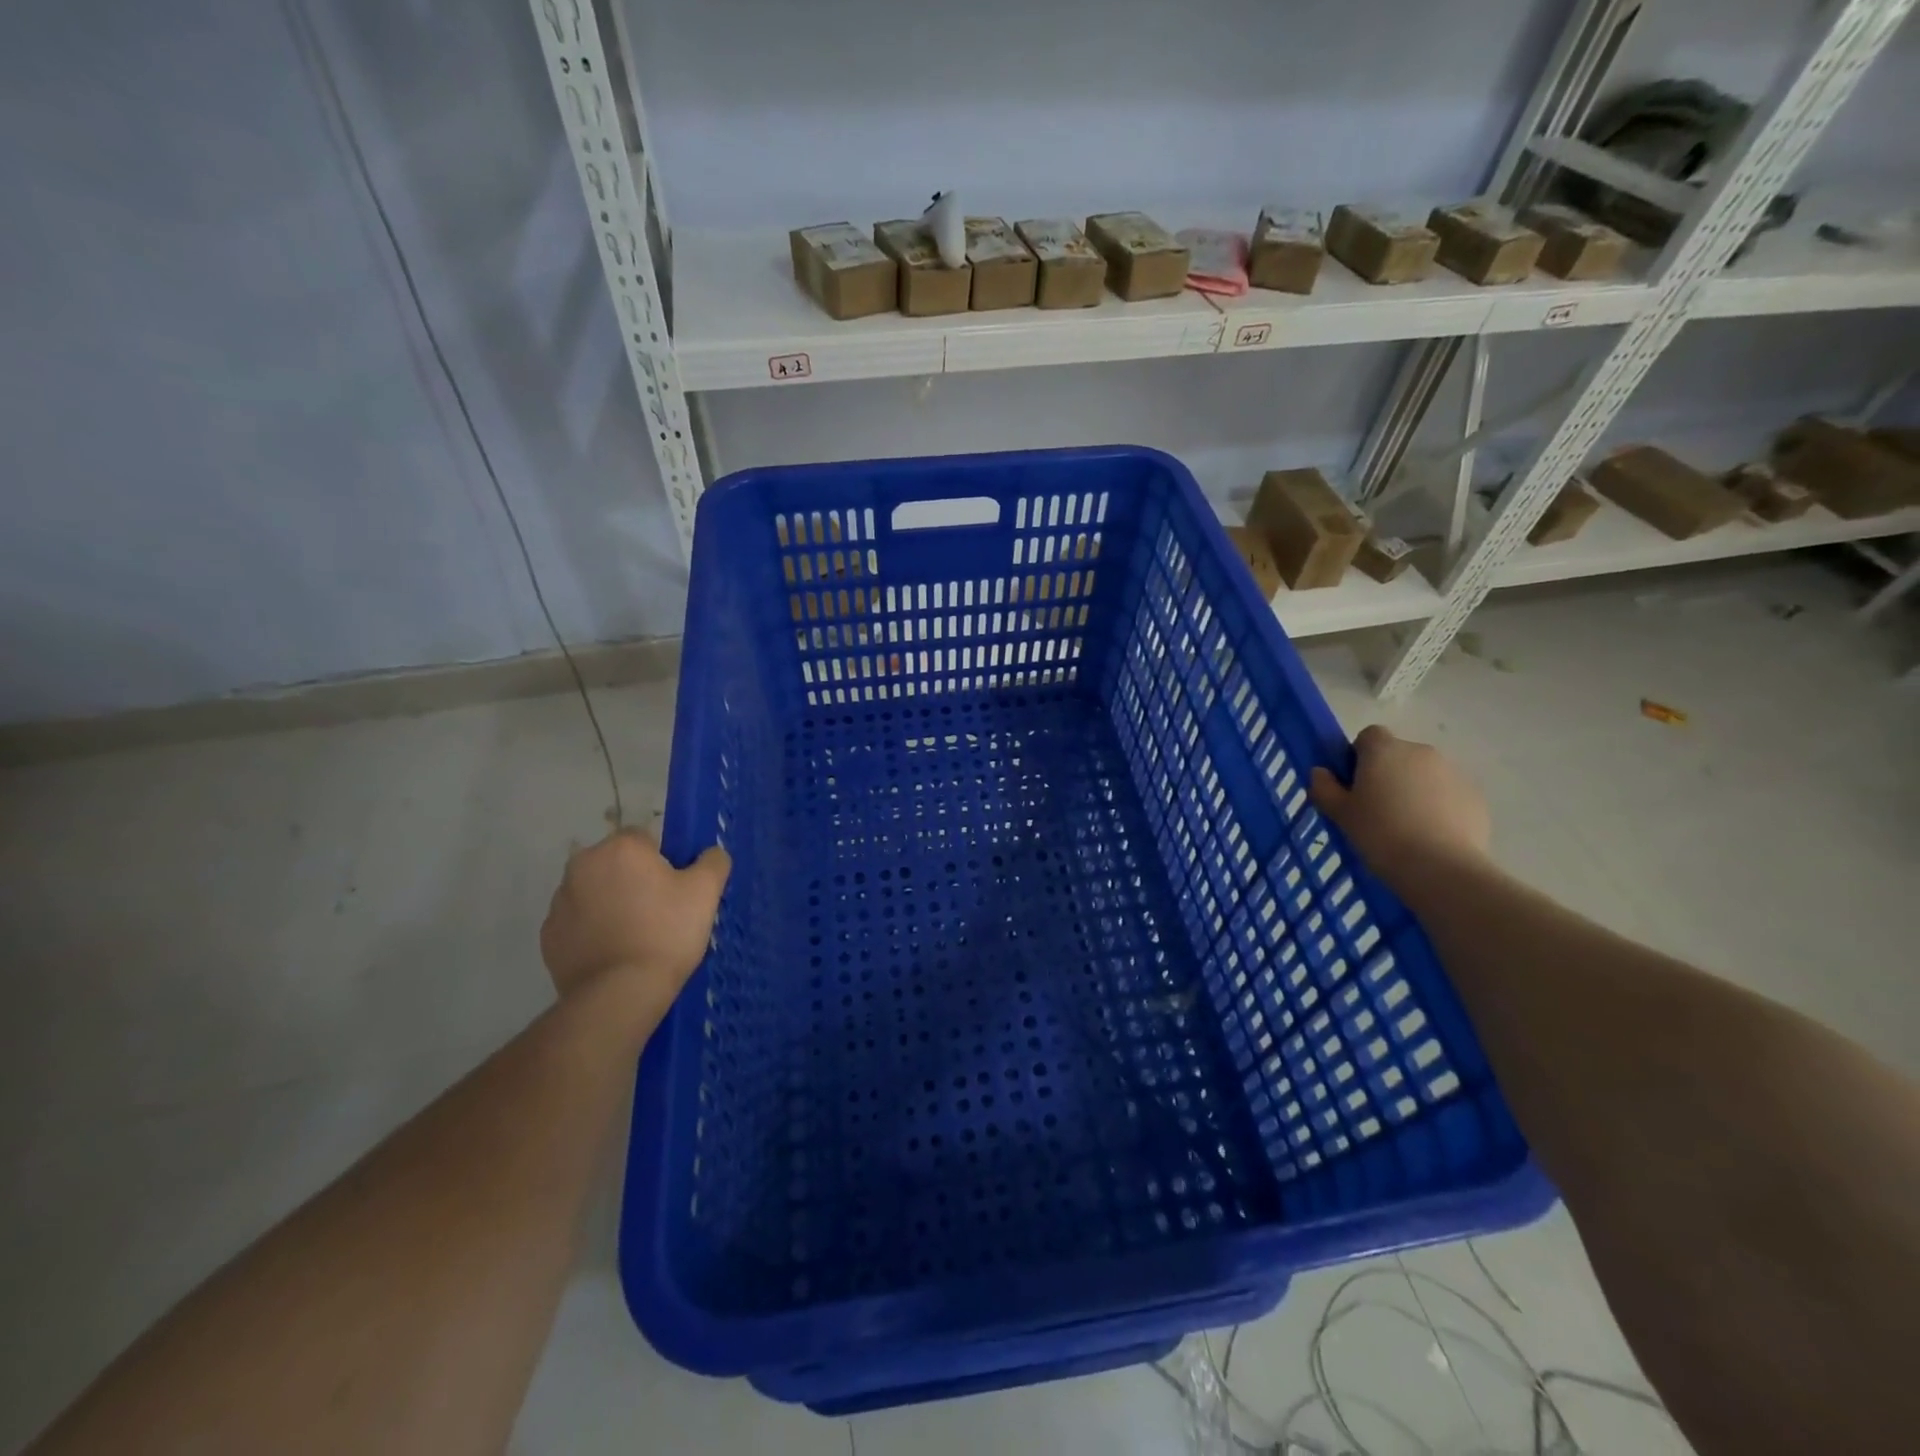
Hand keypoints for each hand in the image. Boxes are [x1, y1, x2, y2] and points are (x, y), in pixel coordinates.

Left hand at [540, 829, 730, 999]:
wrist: (620, 994)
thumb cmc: (666, 933)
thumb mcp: (706, 892)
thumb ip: (713, 861)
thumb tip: (711, 853)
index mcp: (620, 848)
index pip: (645, 839)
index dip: (664, 862)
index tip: (675, 891)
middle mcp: (583, 865)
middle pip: (616, 864)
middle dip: (634, 881)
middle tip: (660, 914)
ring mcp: (560, 901)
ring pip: (595, 892)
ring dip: (612, 904)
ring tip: (636, 939)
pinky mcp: (549, 936)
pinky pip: (578, 923)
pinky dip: (594, 932)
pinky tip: (614, 954)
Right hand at [1309, 725, 1489, 887]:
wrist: (1440, 867)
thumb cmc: (1380, 833)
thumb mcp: (1340, 814)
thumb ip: (1325, 788)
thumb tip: (1320, 772)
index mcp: (1384, 750)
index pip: (1368, 736)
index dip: (1358, 756)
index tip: (1354, 784)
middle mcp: (1420, 752)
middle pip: (1398, 755)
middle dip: (1387, 774)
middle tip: (1376, 809)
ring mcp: (1453, 773)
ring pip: (1424, 775)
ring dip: (1413, 790)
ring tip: (1405, 826)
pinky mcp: (1475, 797)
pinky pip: (1448, 794)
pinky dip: (1438, 807)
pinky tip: (1430, 836)